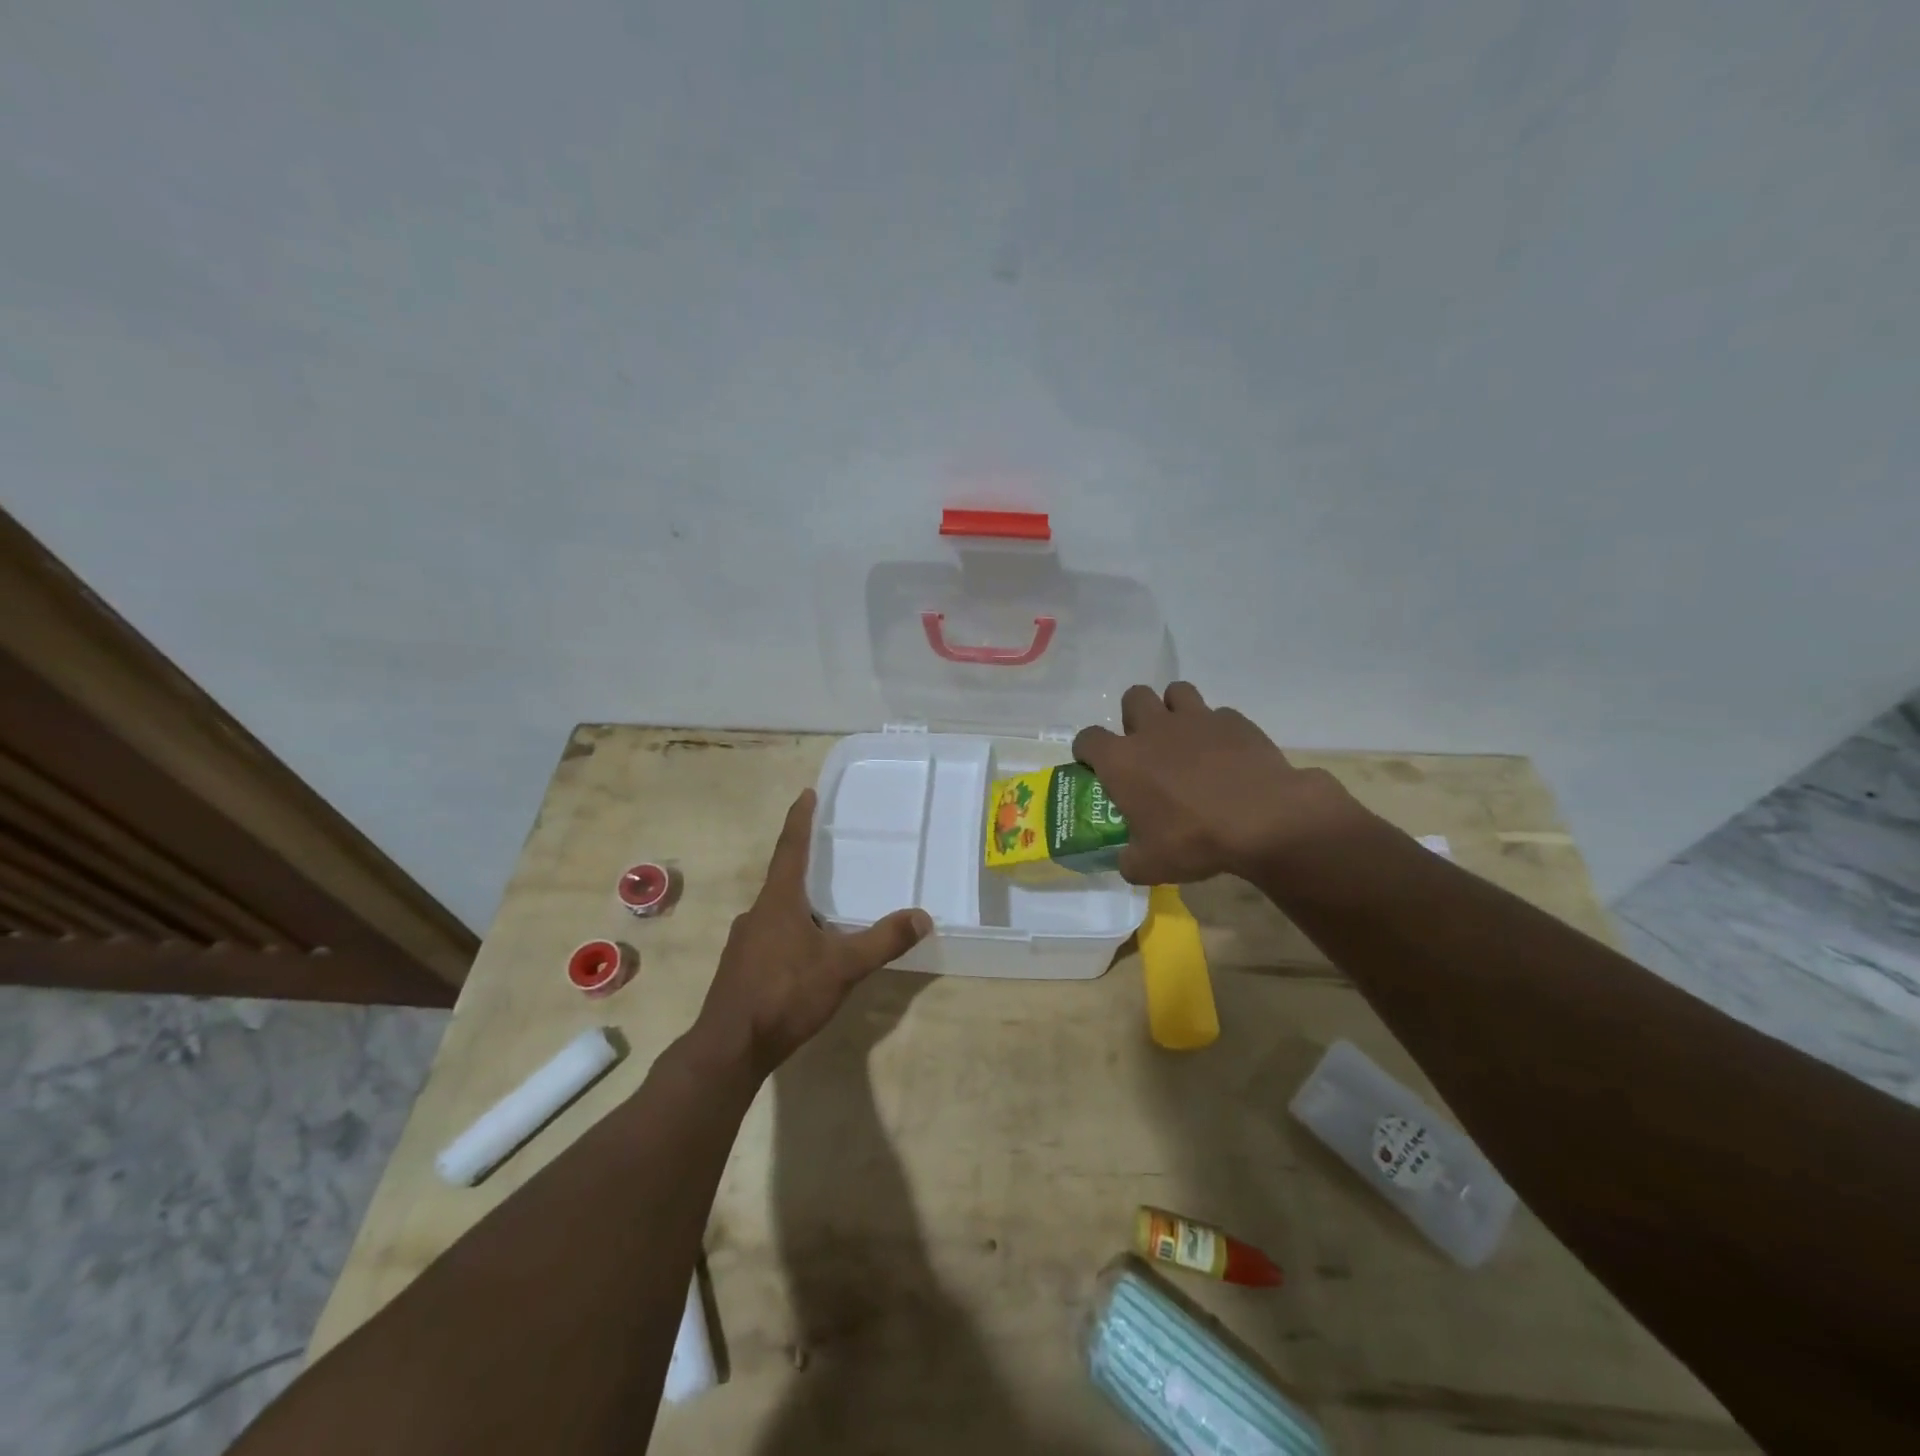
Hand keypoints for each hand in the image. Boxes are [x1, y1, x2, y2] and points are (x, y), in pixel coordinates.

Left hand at [691, 789, 931, 1079]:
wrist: (730, 1048)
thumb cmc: (785, 994)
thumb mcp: (843, 967)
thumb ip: (883, 941)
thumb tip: (923, 916)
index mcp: (778, 901)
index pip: (790, 848)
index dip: (800, 820)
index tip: (806, 793)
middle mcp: (757, 914)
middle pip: (783, 879)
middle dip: (805, 866)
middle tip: (830, 858)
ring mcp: (743, 943)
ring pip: (777, 912)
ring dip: (799, 906)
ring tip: (827, 913)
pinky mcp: (740, 969)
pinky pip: (771, 938)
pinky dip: (791, 933)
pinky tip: (807, 956)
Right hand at [1072, 682, 1366, 884]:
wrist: (1264, 820)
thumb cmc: (1194, 840)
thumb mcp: (1150, 865)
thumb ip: (1130, 860)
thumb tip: (1128, 861)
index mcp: (1122, 760)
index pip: (1088, 739)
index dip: (1087, 751)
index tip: (1094, 766)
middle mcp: (1153, 729)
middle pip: (1133, 697)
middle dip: (1134, 717)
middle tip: (1146, 747)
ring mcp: (1196, 719)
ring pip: (1176, 692)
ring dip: (1174, 710)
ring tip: (1184, 739)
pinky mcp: (1234, 721)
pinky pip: (1218, 715)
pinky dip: (1217, 731)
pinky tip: (1226, 756)